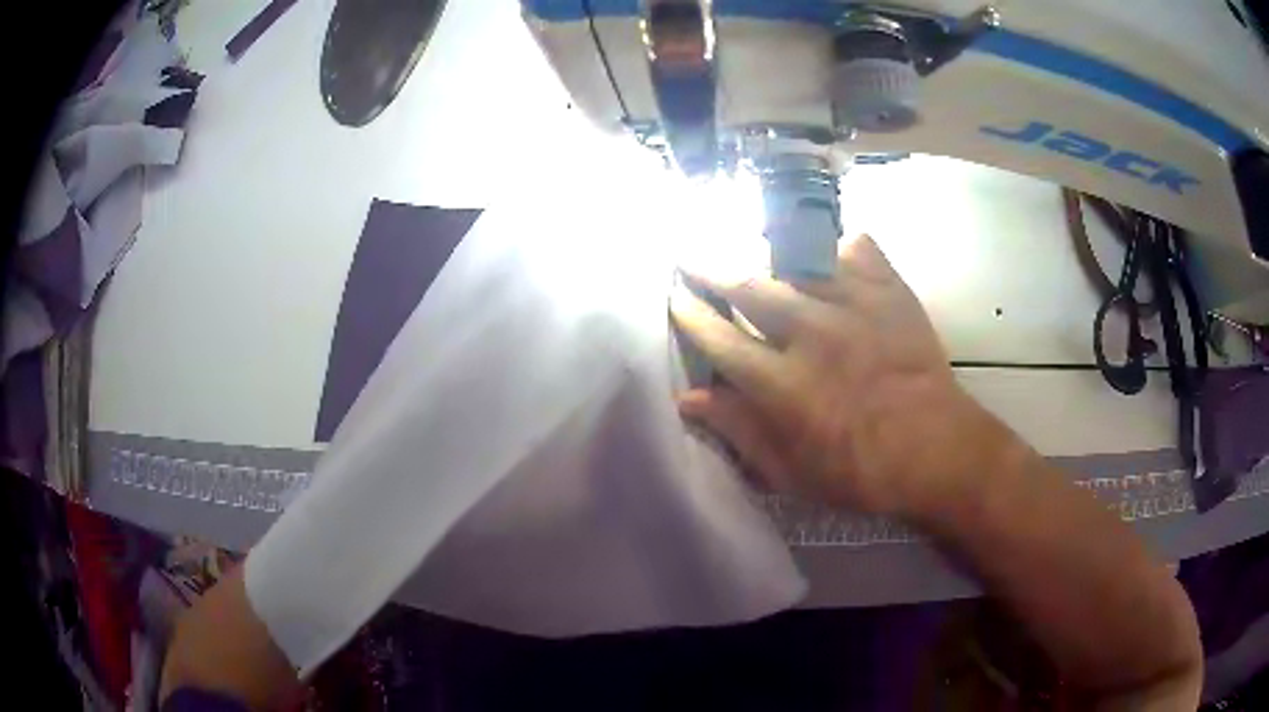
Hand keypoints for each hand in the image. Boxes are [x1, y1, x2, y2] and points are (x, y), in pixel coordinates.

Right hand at [672, 234, 1006, 516]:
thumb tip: (689, 399)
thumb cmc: (862, 471)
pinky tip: (829, 253)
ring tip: (747, 243)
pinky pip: (856, 248)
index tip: (675, 297)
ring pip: (795, 258)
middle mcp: (811, 333)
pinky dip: (838, 245)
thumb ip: (740, 431)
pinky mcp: (890, 292)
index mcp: (782, 384)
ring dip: (764, 250)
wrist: (938, 450)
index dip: (690, 314)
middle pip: (747, 285)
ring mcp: (854, 305)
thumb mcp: (792, 473)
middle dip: (710, 266)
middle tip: (691, 254)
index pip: (718, 337)